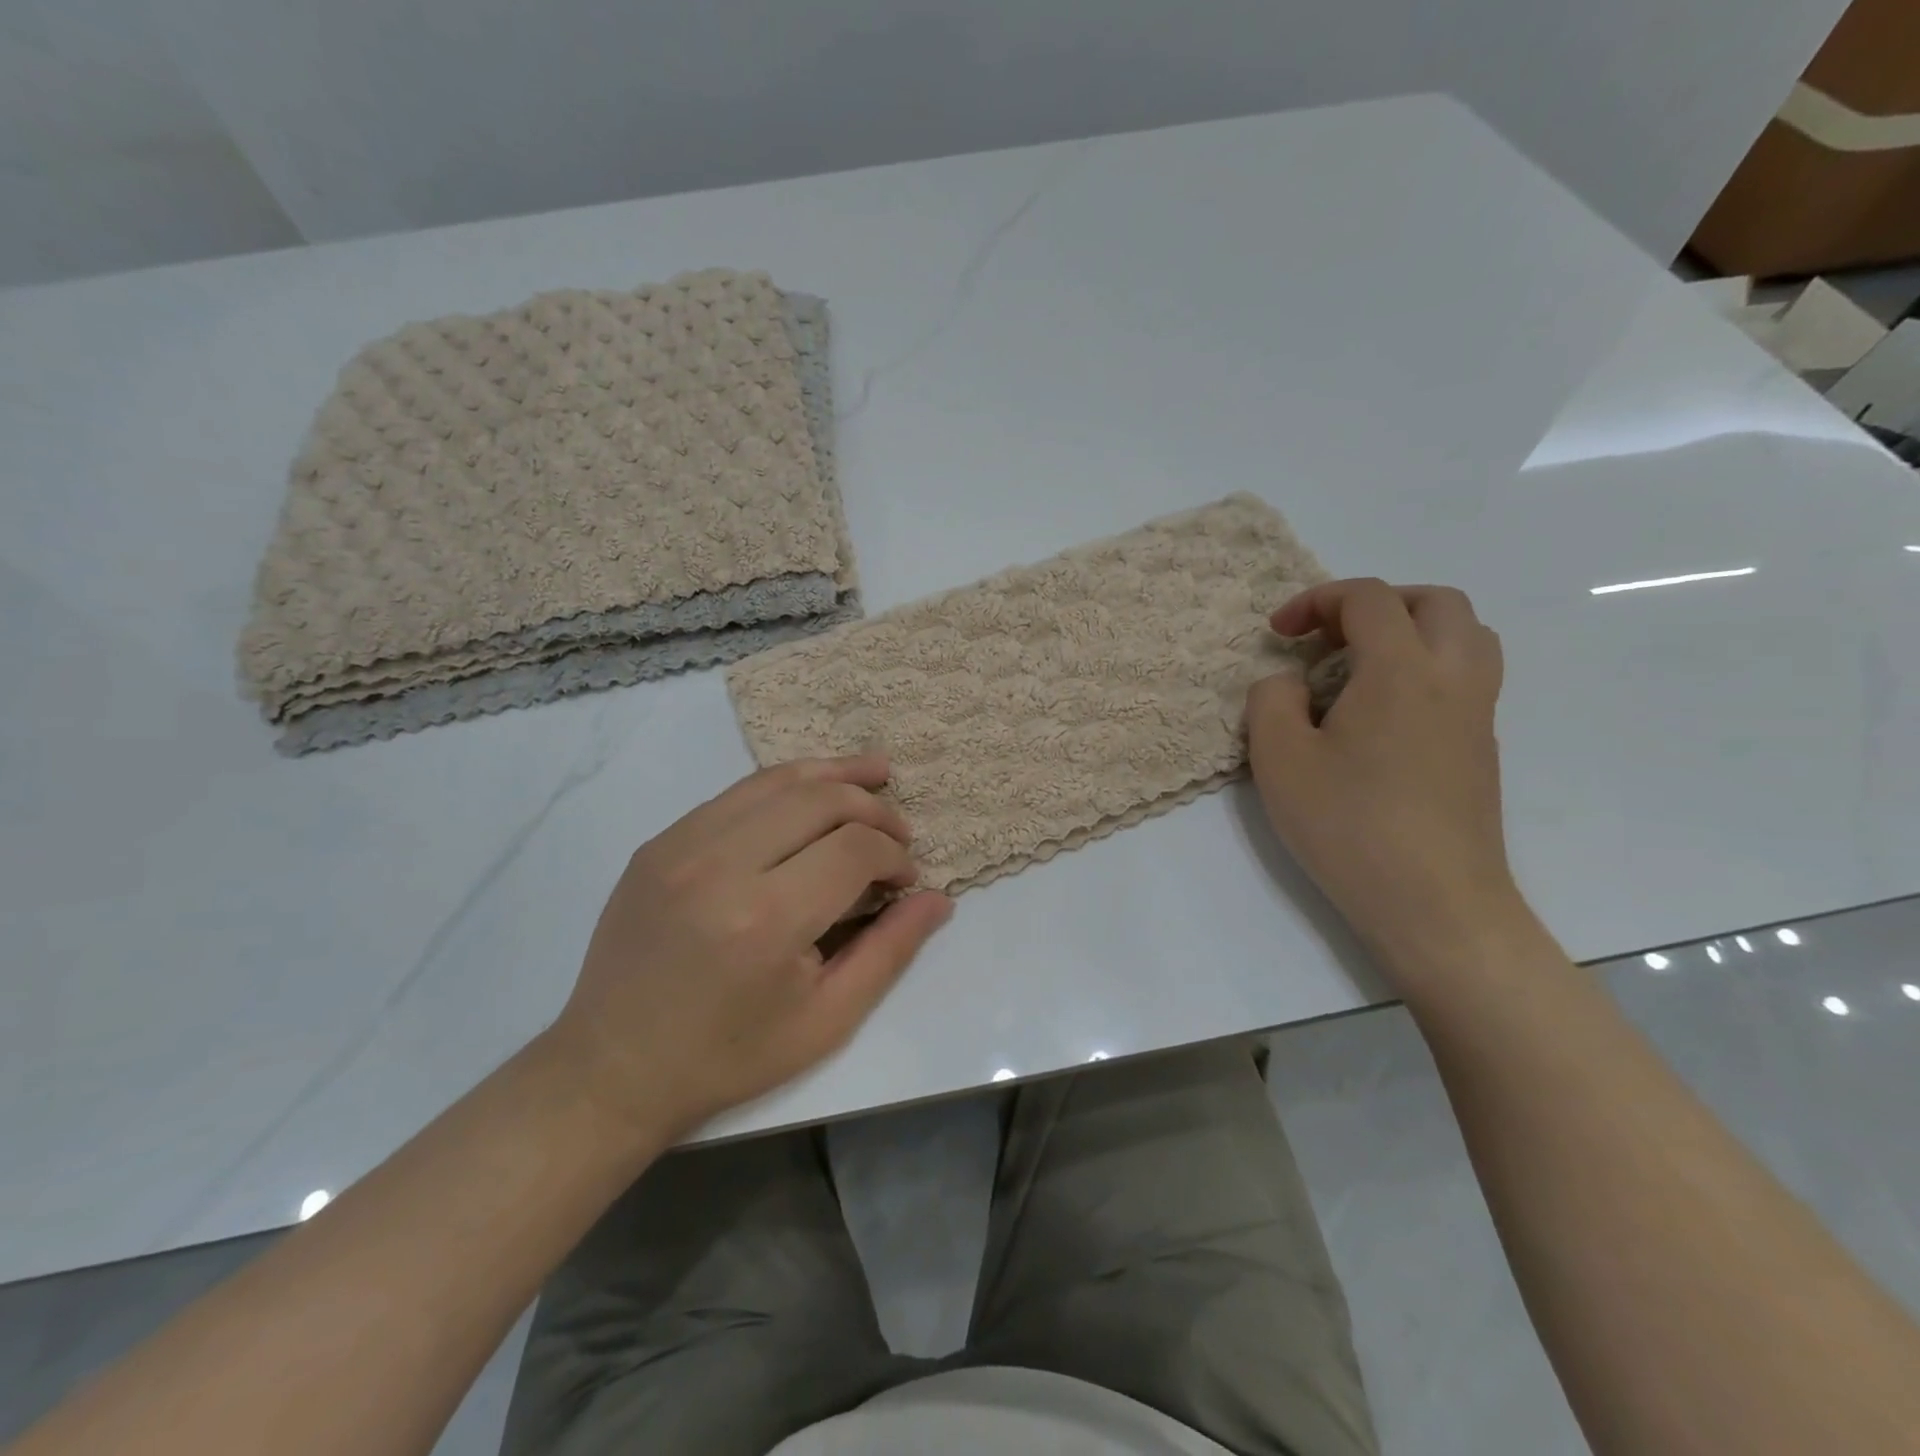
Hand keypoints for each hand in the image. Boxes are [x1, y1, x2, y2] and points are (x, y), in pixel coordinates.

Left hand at [547, 754, 951, 1139]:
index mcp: (766, 920)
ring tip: (874, 773)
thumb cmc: (729, 1056)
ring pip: (776, 781)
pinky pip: (736, 794)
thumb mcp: (825, 1020)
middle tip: (899, 831)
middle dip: (873, 807)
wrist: (613, 1068)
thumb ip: (889, 951)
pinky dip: (784, 787)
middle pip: (820, 800)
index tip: (907, 878)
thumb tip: (938, 898)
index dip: (895, 855)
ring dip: (834, 775)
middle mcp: (721, 866)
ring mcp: (681, 845)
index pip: (855, 849)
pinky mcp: (659, 842)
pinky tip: (810, 795)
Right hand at [1247, 579, 1523, 978]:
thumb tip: (1288, 684)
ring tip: (1360, 668)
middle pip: (1434, 602)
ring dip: (1411, 631)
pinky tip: (1381, 716)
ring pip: (1465, 636)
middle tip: (1330, 637)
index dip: (1317, 600)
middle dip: (1376, 603)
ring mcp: (1477, 714)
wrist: (1434, 903)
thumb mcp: (1279, 759)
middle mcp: (1453, 678)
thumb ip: (1270, 701)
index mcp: (1401, 670)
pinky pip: (1464, 677)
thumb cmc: (1349, 826)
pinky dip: (1425, 668)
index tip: (1278, 634)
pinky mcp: (1481, 749)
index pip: (1369, 598)